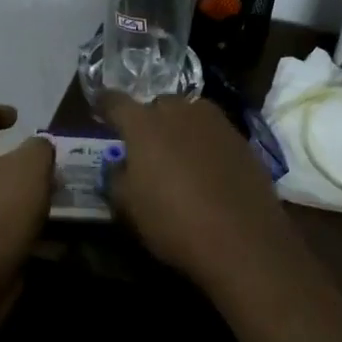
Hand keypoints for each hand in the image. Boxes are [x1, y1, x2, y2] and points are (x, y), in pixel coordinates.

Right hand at [97, 93, 298, 287]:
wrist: (243, 239)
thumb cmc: (174, 223)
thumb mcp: (129, 208)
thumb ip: (117, 178)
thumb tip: (119, 165)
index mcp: (144, 123)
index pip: (115, 102)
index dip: (104, 105)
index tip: (99, 108)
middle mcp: (180, 111)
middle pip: (157, 105)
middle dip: (148, 120)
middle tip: (144, 145)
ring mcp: (216, 122)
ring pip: (189, 115)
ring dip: (179, 128)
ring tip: (178, 155)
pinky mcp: (241, 138)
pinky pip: (213, 133)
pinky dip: (204, 144)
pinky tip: (207, 169)